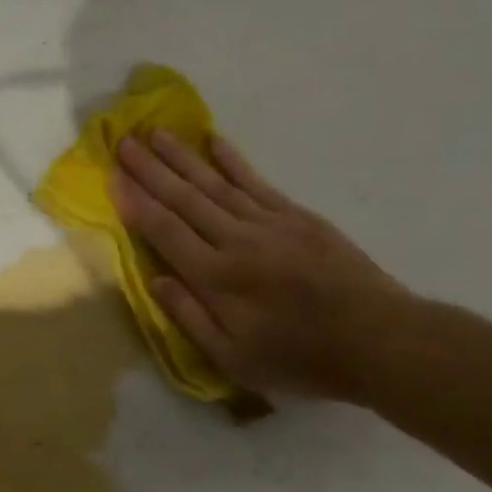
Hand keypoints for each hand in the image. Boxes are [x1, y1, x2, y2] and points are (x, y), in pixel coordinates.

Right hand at [113, 131, 412, 400]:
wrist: (380, 340)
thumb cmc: (300, 358)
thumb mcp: (235, 359)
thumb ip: (190, 317)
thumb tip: (155, 280)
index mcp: (217, 278)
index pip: (164, 231)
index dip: (136, 204)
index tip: (112, 178)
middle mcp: (237, 241)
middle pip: (184, 198)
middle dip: (150, 169)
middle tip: (123, 140)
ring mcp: (270, 223)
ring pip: (215, 183)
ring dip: (182, 156)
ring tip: (155, 132)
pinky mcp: (298, 216)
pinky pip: (256, 182)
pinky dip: (232, 161)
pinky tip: (214, 142)